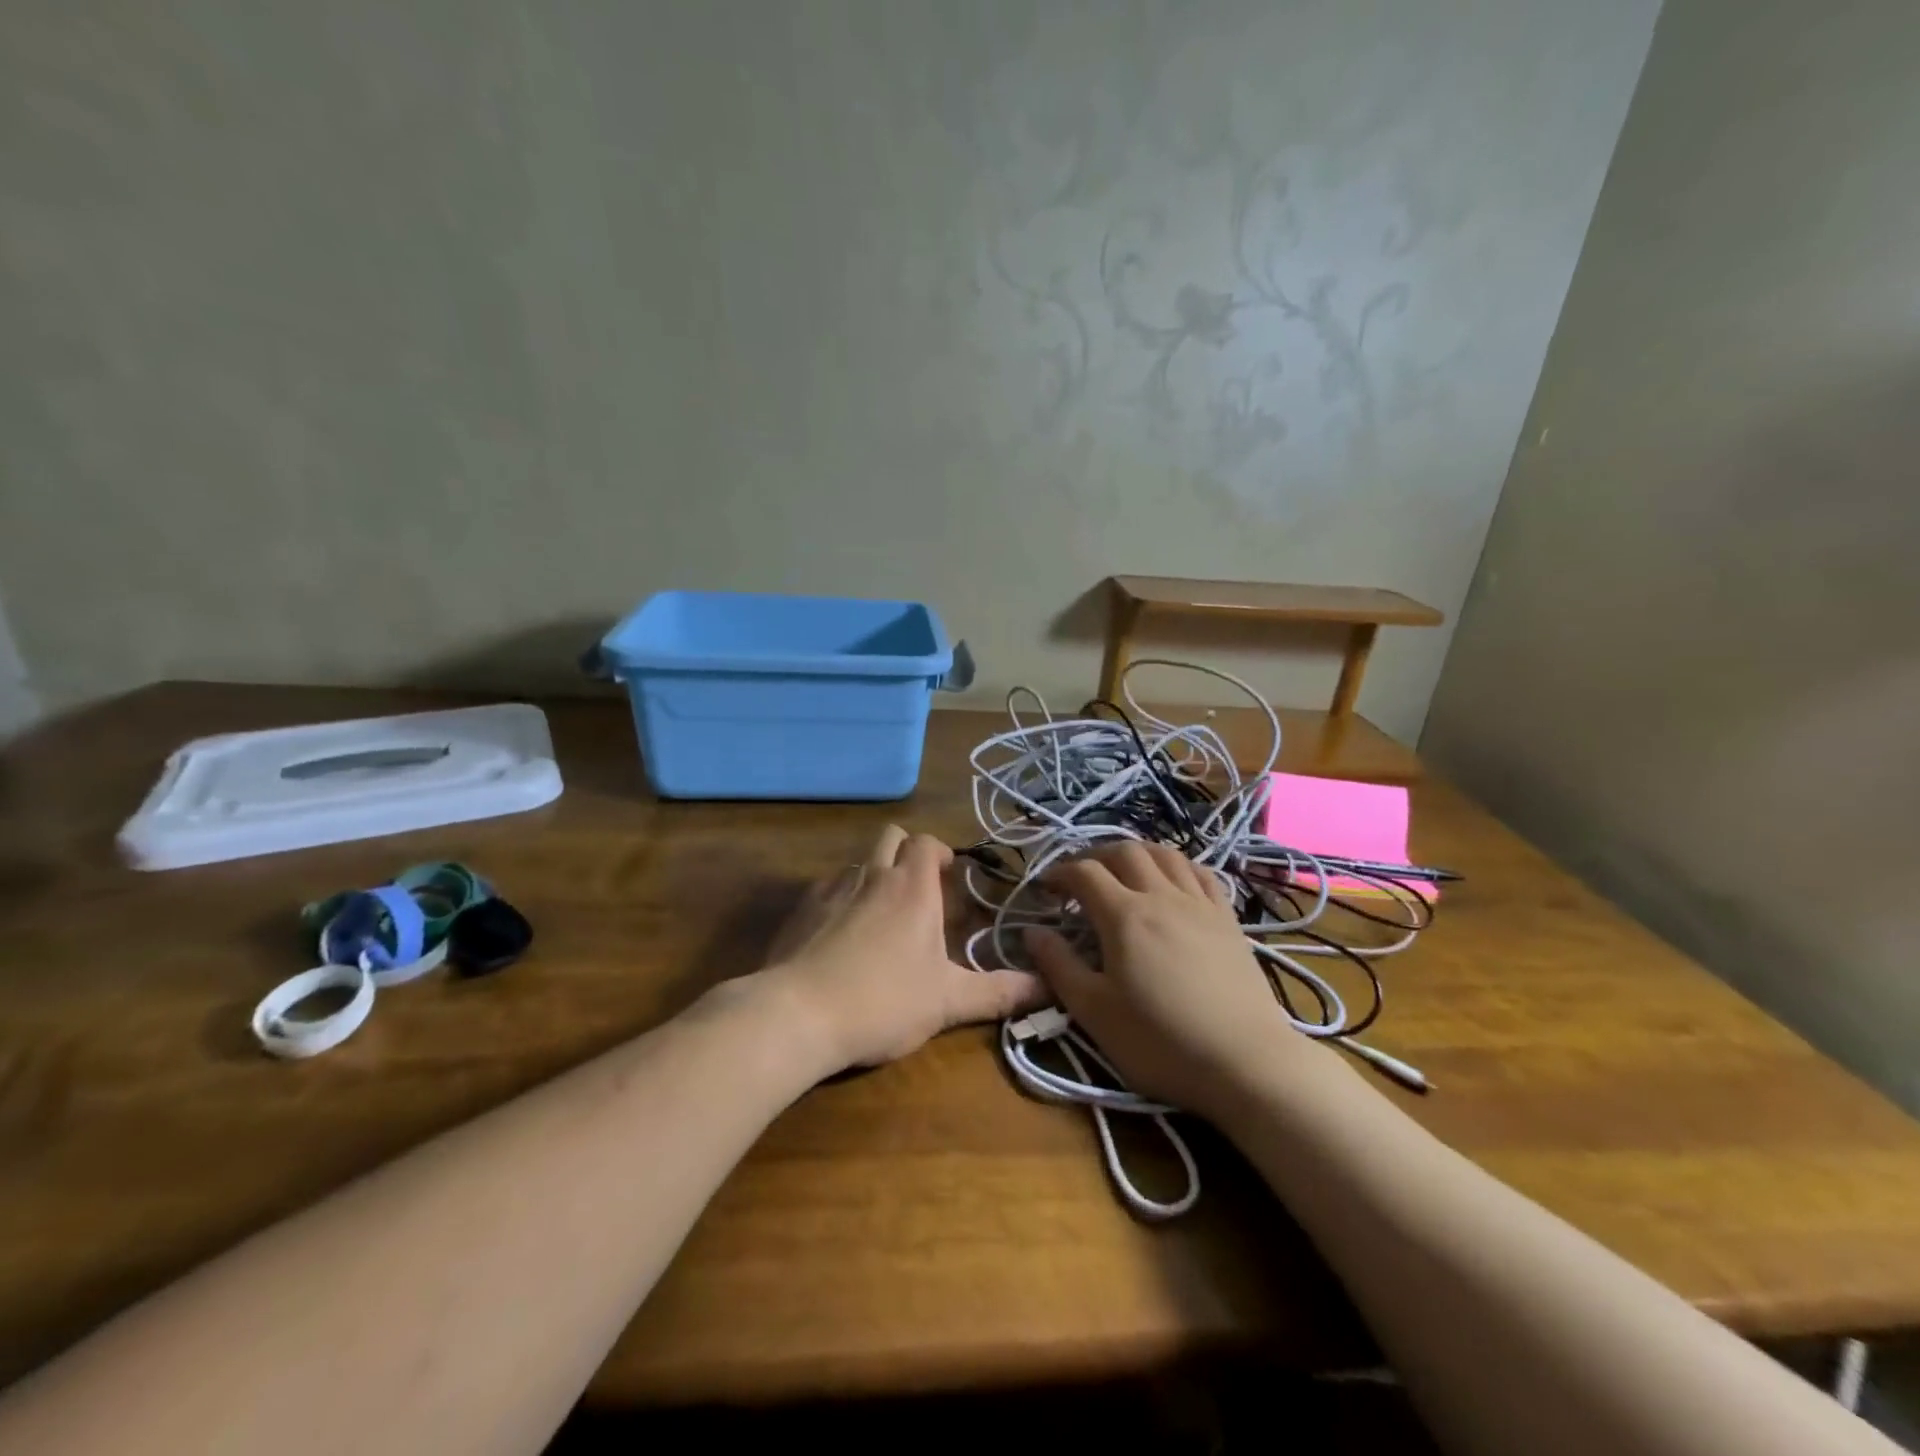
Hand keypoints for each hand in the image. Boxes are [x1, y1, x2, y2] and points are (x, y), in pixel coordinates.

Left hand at [760, 825, 1044, 1071]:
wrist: (797, 1014)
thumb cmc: (883, 1001)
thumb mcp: (948, 1002)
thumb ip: (998, 992)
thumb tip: (1048, 987)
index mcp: (912, 888)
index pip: (927, 843)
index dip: (940, 852)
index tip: (950, 875)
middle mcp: (871, 875)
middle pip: (890, 835)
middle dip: (907, 851)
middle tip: (919, 888)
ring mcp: (831, 888)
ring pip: (858, 862)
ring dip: (874, 875)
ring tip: (881, 915)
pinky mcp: (800, 909)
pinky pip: (827, 888)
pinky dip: (840, 899)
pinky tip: (840, 936)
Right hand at [1024, 842, 1323, 1120]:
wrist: (1246, 1062)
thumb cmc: (1160, 1041)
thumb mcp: (1094, 1012)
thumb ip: (1058, 966)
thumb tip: (1031, 931)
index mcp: (1124, 915)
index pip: (1084, 872)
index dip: (1059, 873)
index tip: (1044, 889)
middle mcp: (1161, 896)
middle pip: (1125, 851)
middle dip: (1095, 855)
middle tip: (1080, 878)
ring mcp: (1199, 903)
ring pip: (1165, 854)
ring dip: (1136, 852)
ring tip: (1123, 870)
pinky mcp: (1228, 919)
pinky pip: (1201, 873)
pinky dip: (1178, 865)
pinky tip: (1172, 881)